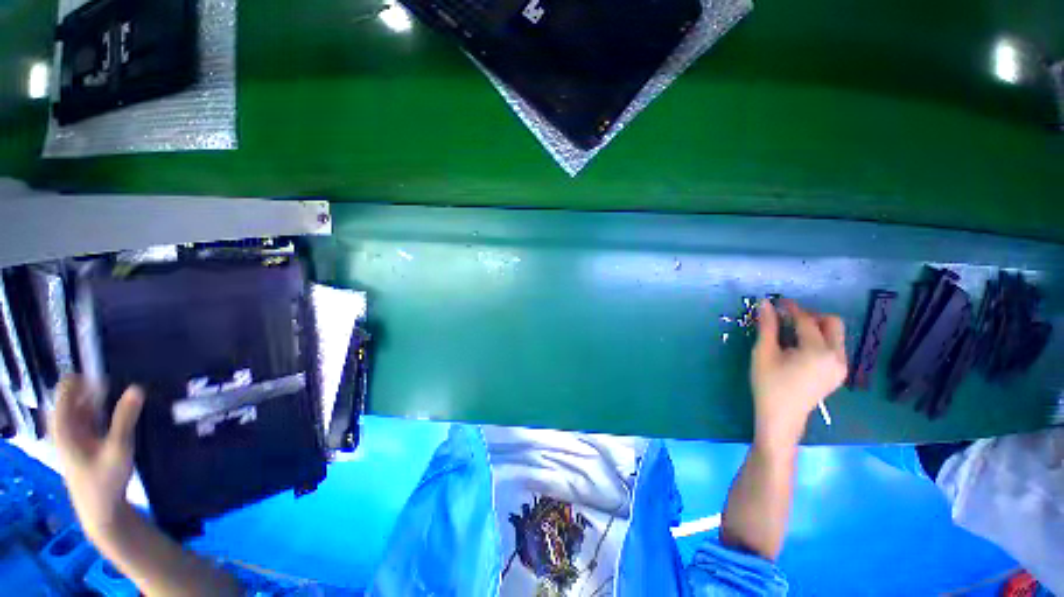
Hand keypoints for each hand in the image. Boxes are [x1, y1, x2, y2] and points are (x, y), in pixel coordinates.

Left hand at [51, 375, 144, 539]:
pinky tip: (119, 408)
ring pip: (82, 406)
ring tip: (123, 389)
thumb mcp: (118, 449)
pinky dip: (101, 408)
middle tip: (120, 378)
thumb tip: (137, 387)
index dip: (81, 377)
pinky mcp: (84, 441)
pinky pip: (89, 417)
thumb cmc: (104, 480)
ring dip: (99, 397)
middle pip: (73, 397)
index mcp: (64, 427)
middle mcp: (65, 427)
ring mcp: (73, 435)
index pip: (65, 391)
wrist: (100, 510)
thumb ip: (125, 418)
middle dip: (93, 386)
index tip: (104, 367)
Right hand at [751, 299, 846, 450]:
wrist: (781, 417)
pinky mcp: (838, 374)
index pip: (807, 320)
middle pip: (832, 323)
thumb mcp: (764, 353)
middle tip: (787, 319)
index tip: (777, 301)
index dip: (791, 308)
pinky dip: (819, 340)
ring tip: (790, 334)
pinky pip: (833, 347)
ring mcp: (841, 366)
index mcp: (818, 351)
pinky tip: (799, 349)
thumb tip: (764, 303)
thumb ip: (767, 326)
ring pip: (835, 335)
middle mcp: (837, 356)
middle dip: (811, 316)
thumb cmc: (769, 384)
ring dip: (815, 328)